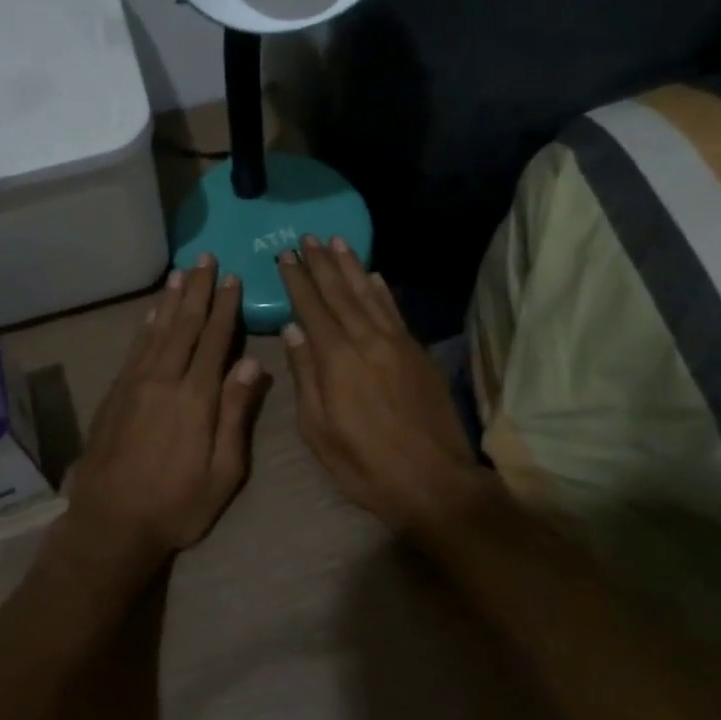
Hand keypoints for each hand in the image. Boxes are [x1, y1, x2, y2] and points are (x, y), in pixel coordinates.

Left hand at [64, 255, 267, 569]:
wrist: (110, 522)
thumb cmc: (177, 505)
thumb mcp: (222, 472)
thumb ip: (236, 415)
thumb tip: (252, 364)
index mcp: (196, 398)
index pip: (215, 340)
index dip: (225, 307)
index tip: (233, 278)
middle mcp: (164, 379)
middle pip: (185, 325)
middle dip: (198, 290)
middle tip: (206, 258)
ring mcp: (135, 384)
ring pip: (157, 330)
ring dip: (171, 299)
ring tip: (181, 272)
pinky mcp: (116, 393)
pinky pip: (135, 348)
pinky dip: (146, 325)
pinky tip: (152, 313)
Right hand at [278, 237, 500, 535]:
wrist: (434, 482)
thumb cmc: (365, 465)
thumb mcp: (319, 430)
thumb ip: (305, 376)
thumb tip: (292, 331)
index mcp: (337, 359)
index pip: (311, 308)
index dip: (297, 279)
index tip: (285, 255)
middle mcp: (367, 340)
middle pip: (340, 292)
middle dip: (321, 263)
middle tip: (307, 237)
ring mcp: (397, 344)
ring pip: (369, 294)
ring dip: (351, 266)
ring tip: (337, 241)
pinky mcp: (418, 353)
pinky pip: (395, 311)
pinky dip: (382, 290)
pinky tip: (373, 276)